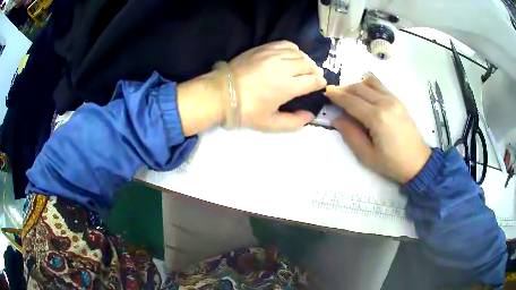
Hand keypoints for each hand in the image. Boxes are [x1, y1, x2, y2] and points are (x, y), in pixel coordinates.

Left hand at [228, 41, 326, 131]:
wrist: (222, 93)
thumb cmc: (246, 110)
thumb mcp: (270, 124)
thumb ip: (293, 122)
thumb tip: (310, 115)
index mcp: (288, 87)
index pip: (313, 80)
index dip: (320, 83)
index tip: (320, 85)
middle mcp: (284, 67)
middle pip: (309, 65)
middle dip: (315, 72)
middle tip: (313, 77)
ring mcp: (273, 55)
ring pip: (299, 53)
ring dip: (306, 61)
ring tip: (304, 67)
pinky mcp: (264, 48)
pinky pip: (286, 44)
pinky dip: (293, 50)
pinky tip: (291, 56)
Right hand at [325, 75, 430, 183]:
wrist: (418, 162)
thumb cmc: (392, 163)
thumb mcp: (367, 155)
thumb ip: (350, 135)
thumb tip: (337, 119)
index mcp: (377, 117)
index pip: (351, 101)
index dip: (337, 95)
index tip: (326, 91)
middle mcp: (385, 103)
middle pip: (359, 88)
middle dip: (344, 88)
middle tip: (334, 94)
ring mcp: (394, 99)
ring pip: (370, 83)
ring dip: (356, 85)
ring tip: (349, 94)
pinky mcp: (399, 100)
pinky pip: (380, 86)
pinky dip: (369, 85)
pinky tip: (364, 93)